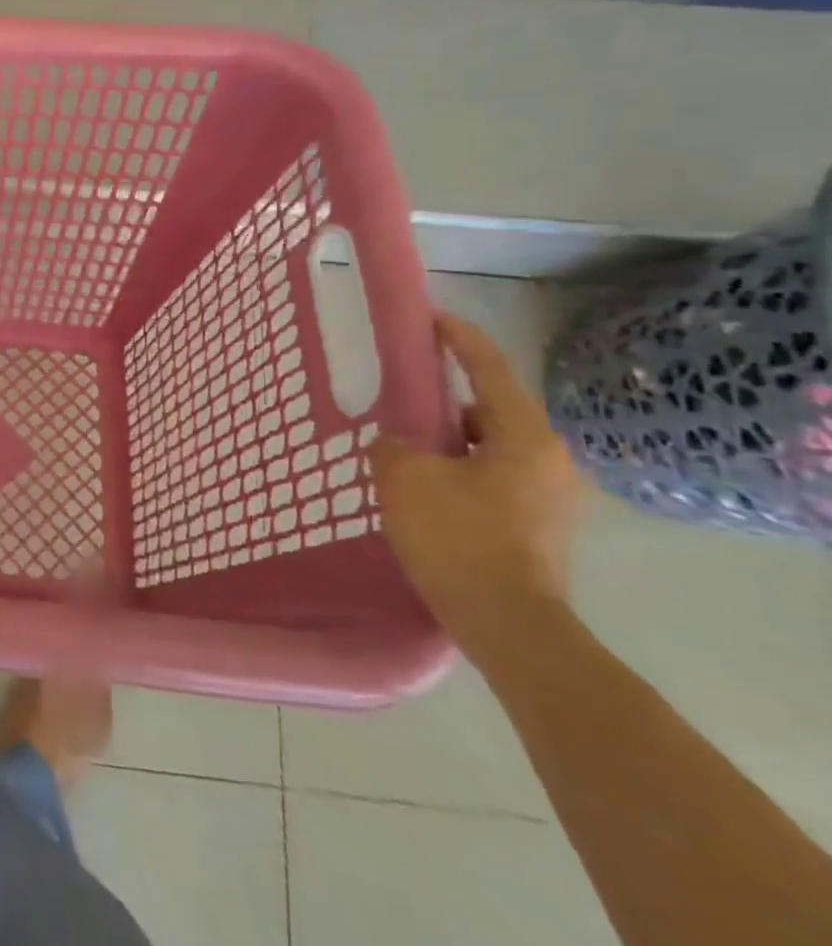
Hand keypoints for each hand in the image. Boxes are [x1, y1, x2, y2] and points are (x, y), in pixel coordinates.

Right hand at [372, 313, 583, 653]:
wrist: (510, 627)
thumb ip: (394, 444)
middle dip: (446, 405)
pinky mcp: (542, 528)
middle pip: (491, 411)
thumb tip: (399, 442)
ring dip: (452, 445)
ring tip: (407, 457)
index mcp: (524, 436)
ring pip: (491, 449)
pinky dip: (461, 474)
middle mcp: (550, 459)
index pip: (490, 370)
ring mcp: (552, 497)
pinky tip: (428, 495)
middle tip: (402, 407)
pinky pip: (495, 480)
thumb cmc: (459, 538)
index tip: (431, 319)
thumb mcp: (405, 478)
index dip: (459, 339)